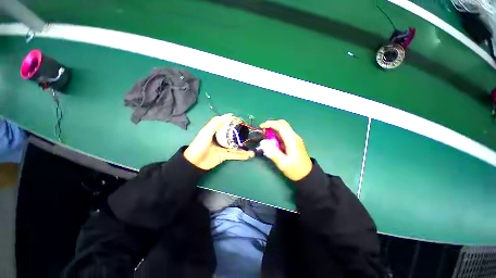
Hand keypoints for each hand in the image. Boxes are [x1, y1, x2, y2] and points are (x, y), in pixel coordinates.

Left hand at [184, 114, 254, 169]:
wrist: (194, 162)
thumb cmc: (199, 145)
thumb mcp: (206, 132)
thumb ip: (216, 123)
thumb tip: (229, 115)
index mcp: (217, 132)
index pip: (227, 126)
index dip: (235, 124)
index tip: (243, 123)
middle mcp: (221, 139)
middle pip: (234, 137)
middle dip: (242, 138)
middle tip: (250, 138)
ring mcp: (224, 148)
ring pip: (236, 148)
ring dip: (244, 149)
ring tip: (253, 151)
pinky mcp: (224, 156)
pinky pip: (234, 155)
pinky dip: (241, 156)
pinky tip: (248, 156)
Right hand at [259, 120, 312, 180]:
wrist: (307, 175)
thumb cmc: (295, 170)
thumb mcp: (283, 163)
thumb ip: (272, 153)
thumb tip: (263, 143)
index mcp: (292, 140)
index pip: (281, 126)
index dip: (270, 123)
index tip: (261, 126)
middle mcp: (294, 137)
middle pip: (283, 124)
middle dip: (272, 124)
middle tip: (263, 130)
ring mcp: (295, 138)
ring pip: (284, 128)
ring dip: (274, 129)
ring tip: (266, 135)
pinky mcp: (294, 141)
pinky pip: (284, 134)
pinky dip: (277, 134)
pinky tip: (272, 140)